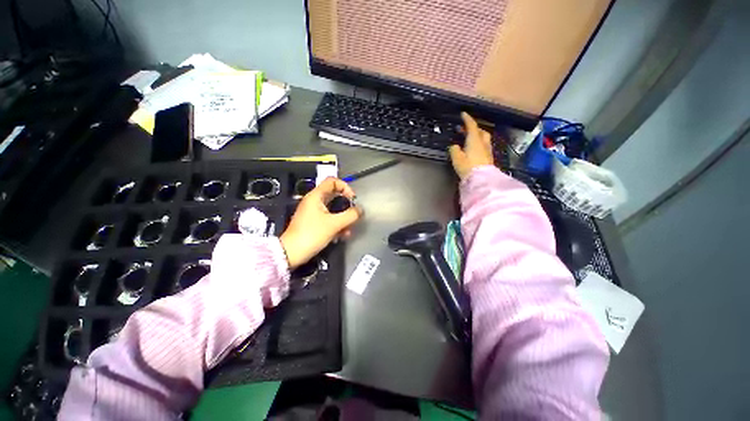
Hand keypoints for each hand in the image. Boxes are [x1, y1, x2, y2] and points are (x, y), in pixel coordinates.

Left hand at [279, 177, 361, 268]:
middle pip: (334, 196)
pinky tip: (342, 235)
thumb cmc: (312, 234)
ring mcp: (313, 212)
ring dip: (343, 218)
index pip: (332, 181)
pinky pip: (328, 218)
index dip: (345, 187)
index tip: (352, 199)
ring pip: (333, 209)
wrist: (291, 253)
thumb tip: (360, 210)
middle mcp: (314, 201)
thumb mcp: (334, 224)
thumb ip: (350, 215)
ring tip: (348, 230)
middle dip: (346, 205)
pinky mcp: (313, 222)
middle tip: (353, 214)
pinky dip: (336, 224)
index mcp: (316, 196)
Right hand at [448, 112, 494, 179]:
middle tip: (464, 129)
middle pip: (480, 131)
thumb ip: (454, 150)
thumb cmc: (468, 167)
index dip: (467, 119)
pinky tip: (473, 149)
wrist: (481, 179)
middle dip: (473, 128)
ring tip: (468, 138)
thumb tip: (454, 146)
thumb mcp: (457, 158)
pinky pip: (484, 146)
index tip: (463, 114)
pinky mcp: (488, 158)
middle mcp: (483, 143)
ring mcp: (487, 150)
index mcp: (474, 140)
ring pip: (483, 138)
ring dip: (477, 135)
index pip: (472, 126)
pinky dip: (478, 143)